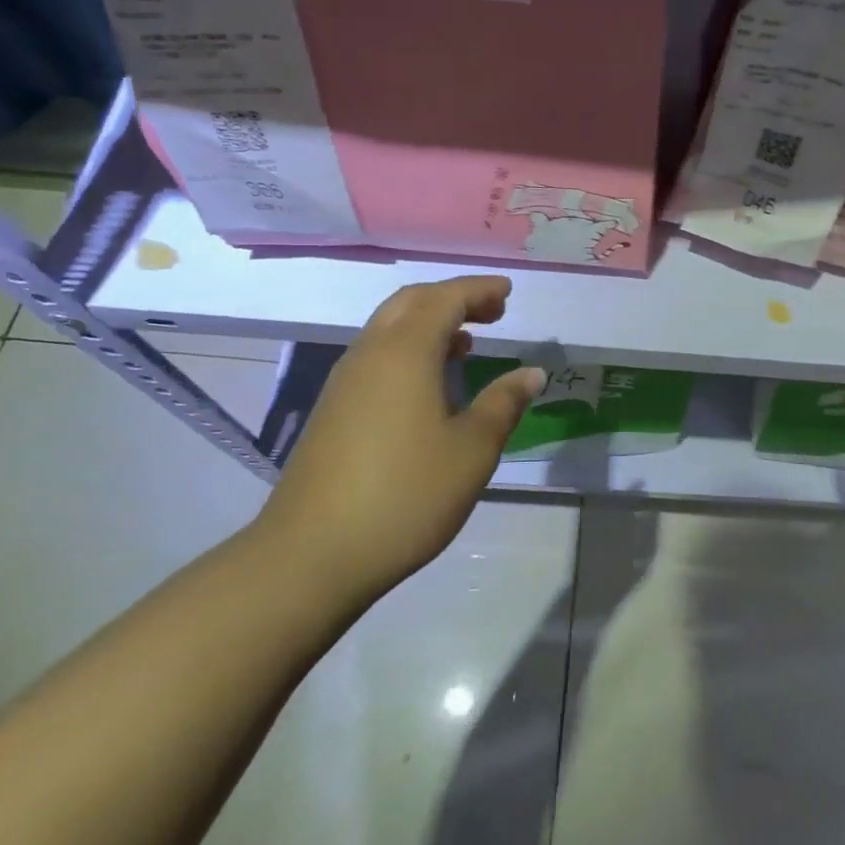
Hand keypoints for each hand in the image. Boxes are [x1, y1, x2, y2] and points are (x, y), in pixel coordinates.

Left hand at [261, 276, 544, 599]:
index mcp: (405, 352)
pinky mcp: (333, 410)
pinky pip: (377, 357)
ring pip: (389, 329)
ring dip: (429, 324)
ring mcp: (345, 382)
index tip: (508, 292)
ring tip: (466, 344)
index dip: (479, 290)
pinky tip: (429, 386)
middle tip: (491, 312)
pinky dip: (409, 350)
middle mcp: (370, 354)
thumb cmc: (406, 494)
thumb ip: (503, 404)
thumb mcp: (472, 451)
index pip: (445, 298)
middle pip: (411, 303)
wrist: (312, 554)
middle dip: (453, 299)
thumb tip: (532, 373)